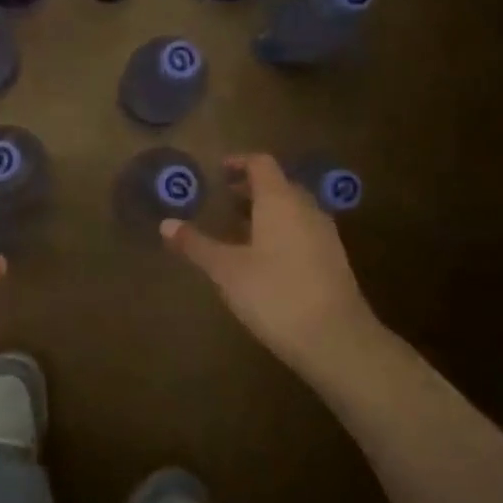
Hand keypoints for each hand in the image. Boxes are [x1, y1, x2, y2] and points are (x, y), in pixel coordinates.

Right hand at [161, 154, 373, 373]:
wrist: (336, 339)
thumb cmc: (274, 294)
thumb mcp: (226, 270)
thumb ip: (196, 245)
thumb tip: (166, 224)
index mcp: (280, 201)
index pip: (261, 164)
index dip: (239, 162)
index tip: (218, 171)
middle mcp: (306, 208)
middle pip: (279, 185)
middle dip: (251, 189)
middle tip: (223, 201)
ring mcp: (325, 234)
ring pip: (293, 210)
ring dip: (267, 212)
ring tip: (240, 230)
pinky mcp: (334, 260)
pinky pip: (304, 231)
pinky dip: (282, 232)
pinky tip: (265, 259)